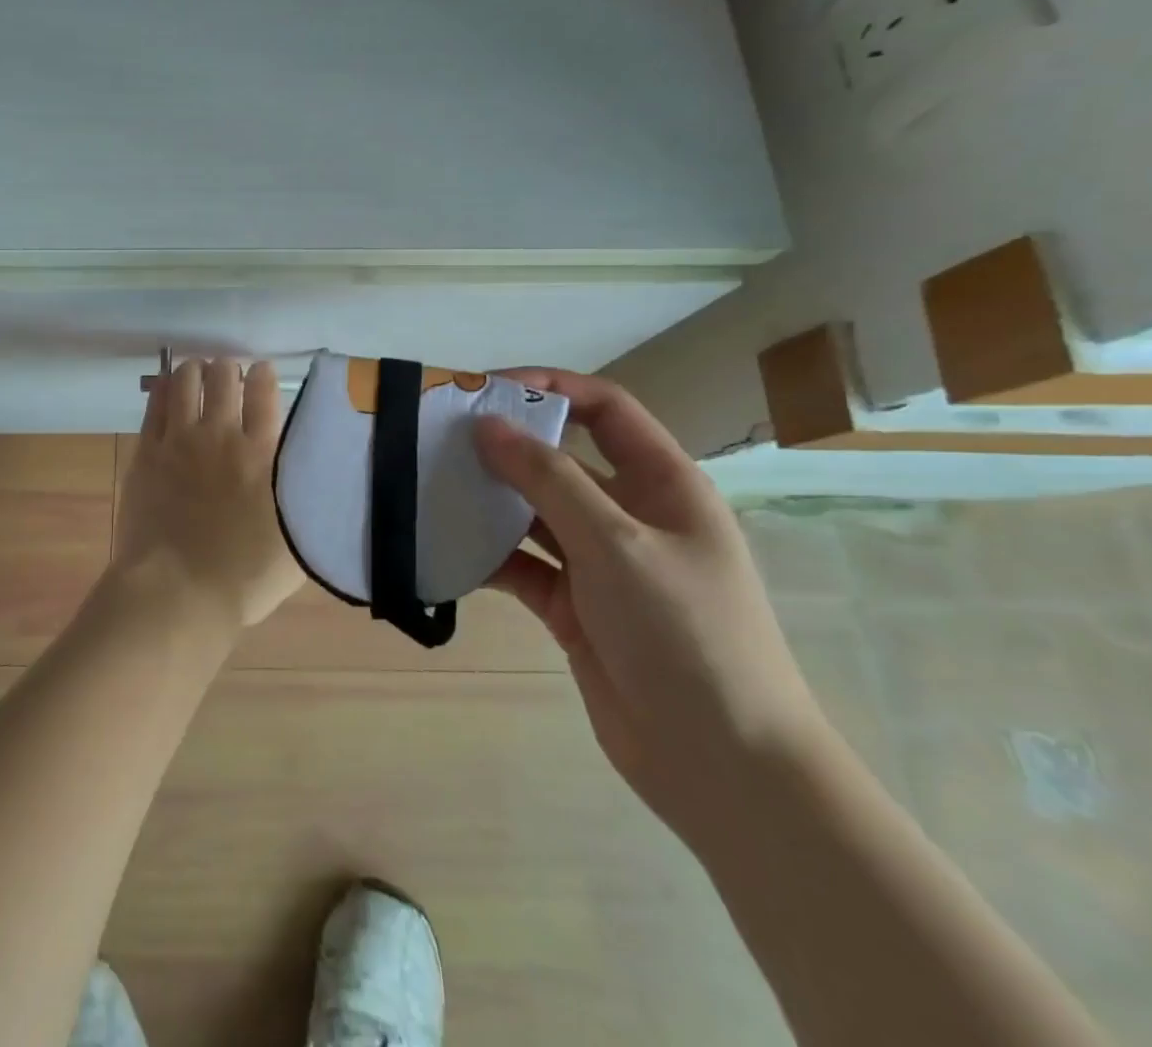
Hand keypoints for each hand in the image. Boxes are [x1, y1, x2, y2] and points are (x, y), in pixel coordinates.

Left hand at [112, 358, 303, 630]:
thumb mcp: (298, 541)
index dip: (262, 374)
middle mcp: (221, 435)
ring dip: (195, 371)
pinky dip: (164, 389)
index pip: (263, 390)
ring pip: (186, 380)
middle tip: (229, 378)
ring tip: (198, 374)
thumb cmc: (244, 578)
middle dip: (228, 369)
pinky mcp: (147, 451)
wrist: (178, 593)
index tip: (262, 373)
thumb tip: (315, 475)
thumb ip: (305, 499)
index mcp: (261, 453)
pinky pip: (154, 404)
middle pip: (223, 376)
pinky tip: (168, 388)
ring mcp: (179, 440)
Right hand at [473, 369, 831, 845]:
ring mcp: (600, 562)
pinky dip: (488, 556)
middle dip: (506, 444)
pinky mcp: (574, 605)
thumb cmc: (684, 633)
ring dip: (490, 500)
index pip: (604, 408)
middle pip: (561, 458)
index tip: (485, 389)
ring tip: (431, 485)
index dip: (549, 387)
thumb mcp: (616, 543)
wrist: (721, 764)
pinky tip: (446, 550)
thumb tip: (488, 425)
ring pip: (535, 512)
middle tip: (440, 436)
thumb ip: (548, 479)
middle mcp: (630, 514)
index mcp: (662, 484)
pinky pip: (522, 565)